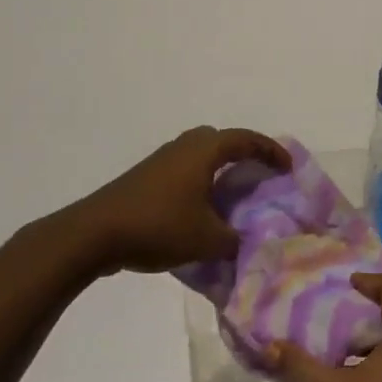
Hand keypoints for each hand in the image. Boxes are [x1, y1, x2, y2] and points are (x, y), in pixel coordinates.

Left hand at [73, 126, 289, 274]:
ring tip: (233, 194)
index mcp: (204, 151)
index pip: (246, 139)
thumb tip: (250, 241)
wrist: (93, 234)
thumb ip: (236, 240)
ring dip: (219, 169)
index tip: (287, 168)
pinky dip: (201, 181)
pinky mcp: (145, 178)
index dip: (271, 151)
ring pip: (199, 155)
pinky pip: (184, 170)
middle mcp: (183, 147)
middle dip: (244, 153)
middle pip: (221, 140)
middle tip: (259, 173)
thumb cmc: (158, 226)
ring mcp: (161, 161)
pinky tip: (201, 209)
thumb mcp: (208, 240)